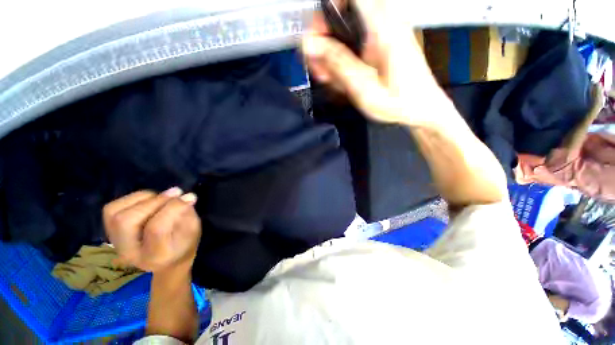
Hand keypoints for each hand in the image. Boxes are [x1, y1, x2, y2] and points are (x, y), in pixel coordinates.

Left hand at [103, 187, 201, 272]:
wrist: (164, 262)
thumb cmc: (183, 246)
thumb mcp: (192, 233)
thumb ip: (188, 215)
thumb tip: (186, 196)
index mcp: (155, 256)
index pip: (156, 228)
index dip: (173, 208)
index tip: (189, 197)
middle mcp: (129, 253)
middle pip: (126, 221)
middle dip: (154, 201)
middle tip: (175, 194)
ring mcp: (115, 243)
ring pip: (116, 212)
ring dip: (144, 199)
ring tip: (163, 199)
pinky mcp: (110, 233)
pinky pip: (113, 208)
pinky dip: (133, 199)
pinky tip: (150, 201)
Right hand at [303, 0, 434, 124]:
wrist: (420, 109)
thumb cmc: (399, 103)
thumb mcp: (364, 88)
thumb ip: (339, 64)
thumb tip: (312, 44)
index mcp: (383, 28)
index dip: (327, 13)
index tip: (317, 36)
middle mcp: (383, 24)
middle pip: (342, 17)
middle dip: (324, 44)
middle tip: (320, 68)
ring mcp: (382, 34)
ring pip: (345, 33)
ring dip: (332, 57)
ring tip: (332, 80)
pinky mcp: (380, 46)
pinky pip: (354, 44)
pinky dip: (343, 61)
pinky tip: (343, 79)